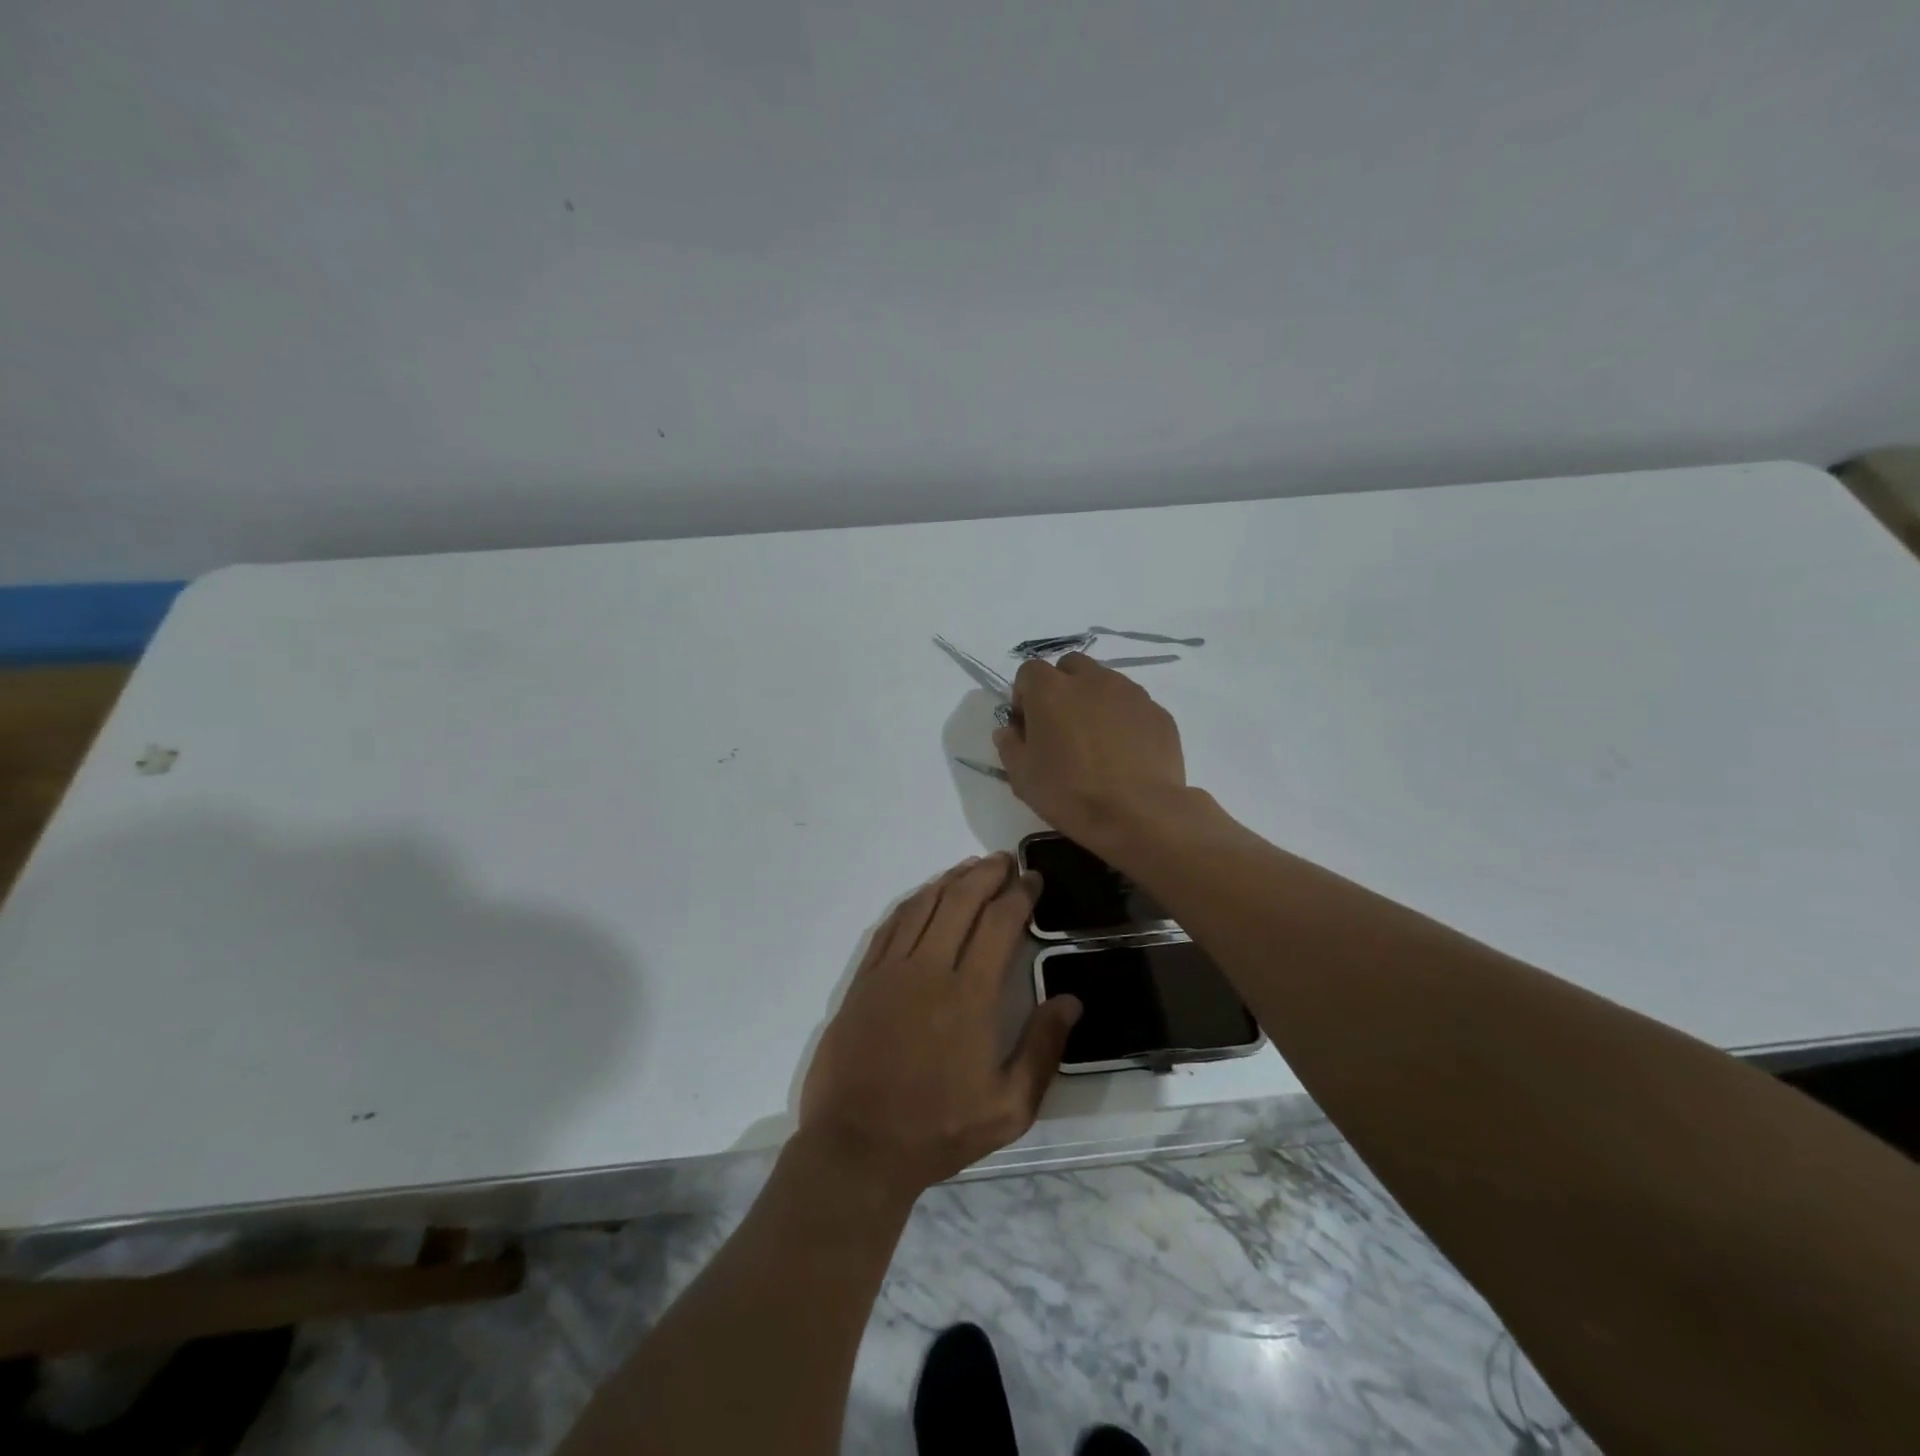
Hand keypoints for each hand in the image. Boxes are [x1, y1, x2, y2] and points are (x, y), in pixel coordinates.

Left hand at [797, 854, 1081, 1204]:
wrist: (858, 1146)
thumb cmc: (938, 1129)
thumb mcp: (1009, 1108)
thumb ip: (1043, 1050)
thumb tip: (1070, 1001)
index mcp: (970, 996)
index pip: (999, 924)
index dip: (1019, 895)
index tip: (1032, 880)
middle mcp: (930, 970)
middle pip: (961, 901)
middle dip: (987, 874)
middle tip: (1006, 862)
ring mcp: (891, 970)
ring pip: (925, 906)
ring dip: (951, 880)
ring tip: (972, 868)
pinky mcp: (865, 979)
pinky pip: (891, 925)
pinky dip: (914, 901)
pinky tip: (926, 895)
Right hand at [993, 653, 1188, 849]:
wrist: (1138, 814)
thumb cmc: (1070, 794)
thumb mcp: (1022, 777)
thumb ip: (1010, 746)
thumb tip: (1008, 731)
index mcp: (1051, 690)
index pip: (1029, 672)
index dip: (1024, 696)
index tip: (1028, 726)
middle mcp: (1091, 680)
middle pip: (1070, 667)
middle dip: (1062, 687)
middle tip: (1061, 726)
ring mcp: (1129, 693)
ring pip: (1105, 682)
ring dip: (1094, 701)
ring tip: (1096, 741)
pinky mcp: (1157, 712)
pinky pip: (1132, 706)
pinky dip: (1123, 720)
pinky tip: (1124, 754)